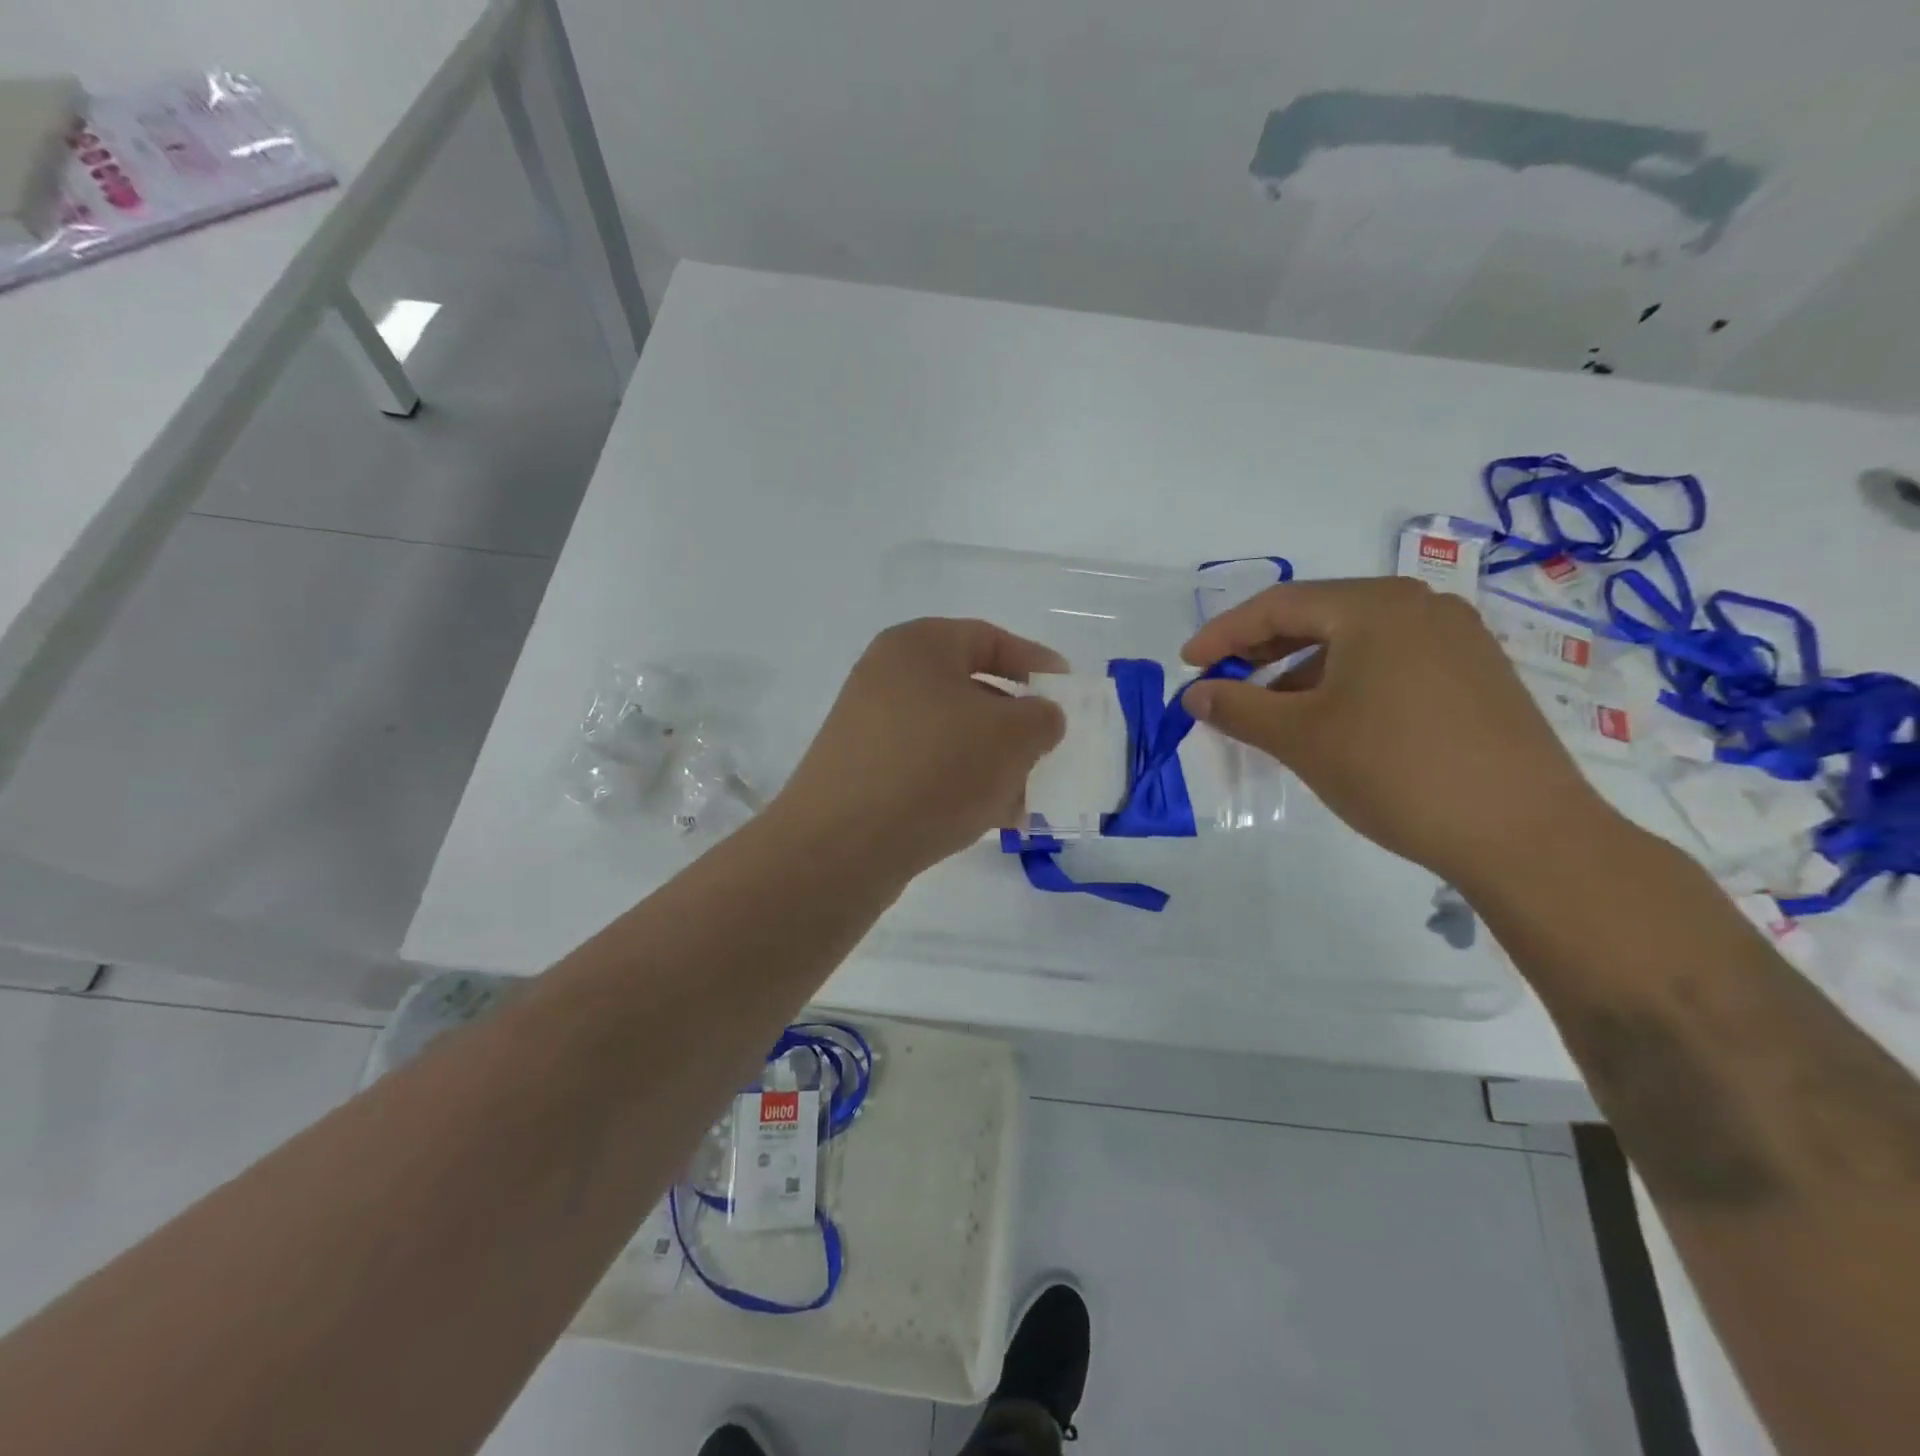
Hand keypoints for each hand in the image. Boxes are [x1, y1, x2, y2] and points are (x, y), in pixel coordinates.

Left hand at [775, 618, 1066, 877]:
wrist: (842, 845)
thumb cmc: (935, 768)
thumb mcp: (1012, 736)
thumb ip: (1042, 718)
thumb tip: (1039, 720)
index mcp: (918, 646)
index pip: (988, 638)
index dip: (1034, 661)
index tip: (1065, 691)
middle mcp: (887, 678)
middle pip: (970, 691)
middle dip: (1016, 724)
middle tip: (1048, 750)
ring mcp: (870, 728)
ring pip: (952, 736)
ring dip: (994, 762)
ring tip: (1027, 798)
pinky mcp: (863, 774)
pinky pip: (927, 769)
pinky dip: (962, 785)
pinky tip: (991, 819)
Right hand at [1180, 578, 1611, 888]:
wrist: (1524, 835)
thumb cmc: (1396, 771)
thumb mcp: (1301, 738)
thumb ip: (1238, 708)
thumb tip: (1194, 693)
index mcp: (1375, 606)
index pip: (1278, 604)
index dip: (1223, 634)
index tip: (1188, 665)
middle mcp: (1420, 606)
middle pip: (1318, 615)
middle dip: (1261, 650)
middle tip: (1224, 684)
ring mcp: (1456, 639)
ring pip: (1355, 641)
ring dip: (1301, 670)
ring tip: (1271, 712)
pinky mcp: (1476, 675)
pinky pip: (1390, 662)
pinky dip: (1345, 682)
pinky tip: (1330, 720)